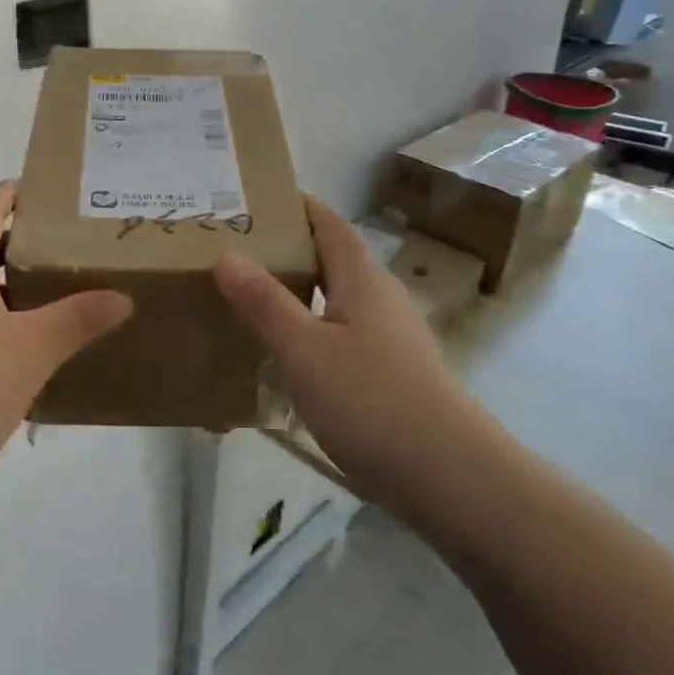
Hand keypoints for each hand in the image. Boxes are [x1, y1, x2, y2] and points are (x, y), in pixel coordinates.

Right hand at [212, 197, 494, 504]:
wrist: (447, 475)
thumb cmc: (370, 400)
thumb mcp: (303, 349)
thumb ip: (264, 302)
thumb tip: (226, 254)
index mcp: (362, 279)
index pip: (329, 223)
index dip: (298, 206)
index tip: (255, 199)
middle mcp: (381, 298)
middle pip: (332, 260)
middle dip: (289, 251)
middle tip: (236, 252)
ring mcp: (392, 338)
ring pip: (337, 301)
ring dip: (299, 294)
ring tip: (250, 301)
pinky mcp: (392, 374)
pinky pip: (343, 337)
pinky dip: (312, 333)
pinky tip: (286, 358)